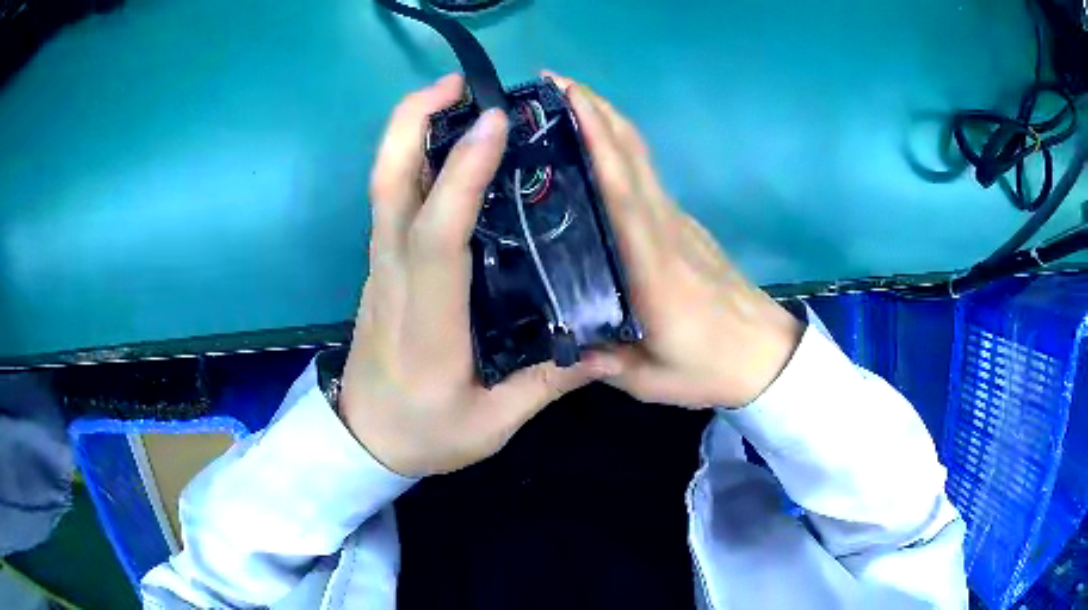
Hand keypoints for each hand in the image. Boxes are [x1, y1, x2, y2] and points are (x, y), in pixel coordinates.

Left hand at [338, 75, 617, 477]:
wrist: (362, 439)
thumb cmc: (422, 433)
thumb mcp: (491, 423)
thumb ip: (548, 382)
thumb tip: (608, 347)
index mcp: (425, 319)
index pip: (436, 235)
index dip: (460, 174)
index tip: (493, 122)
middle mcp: (393, 277)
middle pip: (388, 184)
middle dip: (413, 120)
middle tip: (461, 84)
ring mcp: (381, 265)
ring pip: (385, 183)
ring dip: (412, 129)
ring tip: (459, 97)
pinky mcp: (384, 264)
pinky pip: (394, 198)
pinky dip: (416, 157)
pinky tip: (451, 146)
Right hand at [545, 72, 801, 408]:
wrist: (767, 357)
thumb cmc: (711, 367)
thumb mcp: (650, 380)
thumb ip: (603, 361)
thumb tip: (562, 341)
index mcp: (651, 263)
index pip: (619, 185)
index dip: (595, 135)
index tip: (565, 97)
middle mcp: (663, 228)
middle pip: (631, 153)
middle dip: (595, 108)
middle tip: (550, 82)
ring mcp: (677, 223)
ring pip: (640, 158)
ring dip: (607, 120)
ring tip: (565, 101)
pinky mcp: (684, 228)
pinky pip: (647, 177)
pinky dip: (620, 150)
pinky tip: (595, 150)